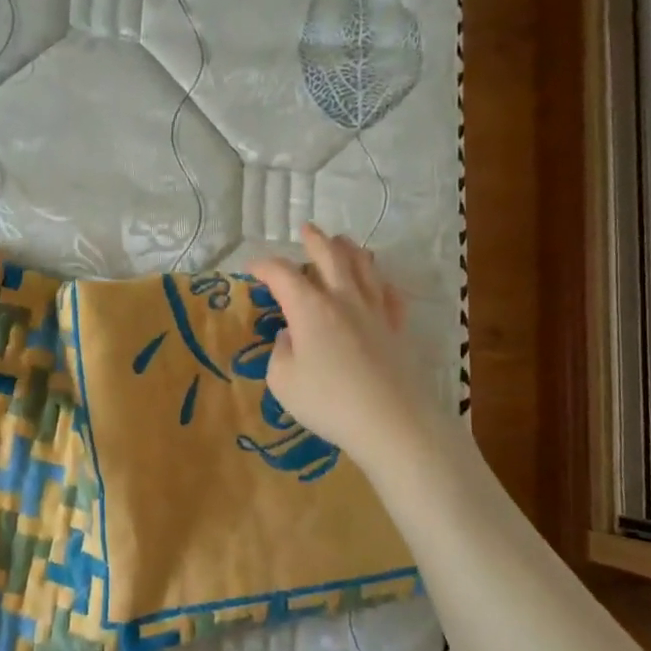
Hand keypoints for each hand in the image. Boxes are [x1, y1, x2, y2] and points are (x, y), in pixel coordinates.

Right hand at [245, 224, 430, 470]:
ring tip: (343, 242)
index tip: (252, 267)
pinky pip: (390, 296)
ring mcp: (375, 312)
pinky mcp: (397, 329)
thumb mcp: (283, 382)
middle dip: (315, 240)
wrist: (391, 422)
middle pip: (330, 256)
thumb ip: (281, 353)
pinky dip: (381, 283)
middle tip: (307, 229)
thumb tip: (290, 336)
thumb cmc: (328, 402)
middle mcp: (343, 299)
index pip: (282, 274)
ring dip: (350, 250)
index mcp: (309, 308)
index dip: (264, 266)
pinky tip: (380, 284)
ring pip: (364, 268)